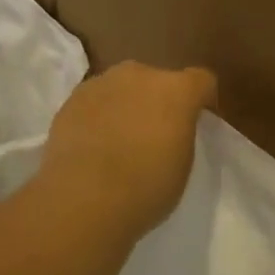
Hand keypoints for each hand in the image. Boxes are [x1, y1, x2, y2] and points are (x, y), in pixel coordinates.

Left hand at [37, 62, 217, 245]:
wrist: (83, 199)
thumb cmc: (146, 188)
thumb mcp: (182, 164)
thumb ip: (180, 134)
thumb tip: (169, 128)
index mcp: (176, 90)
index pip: (202, 80)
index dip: (202, 99)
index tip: (197, 123)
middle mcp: (140, 75)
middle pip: (157, 79)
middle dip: (159, 99)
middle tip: (154, 133)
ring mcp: (102, 83)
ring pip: (123, 87)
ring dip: (126, 104)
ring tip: (119, 139)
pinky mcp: (72, 99)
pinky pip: (95, 101)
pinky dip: (98, 115)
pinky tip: (92, 144)